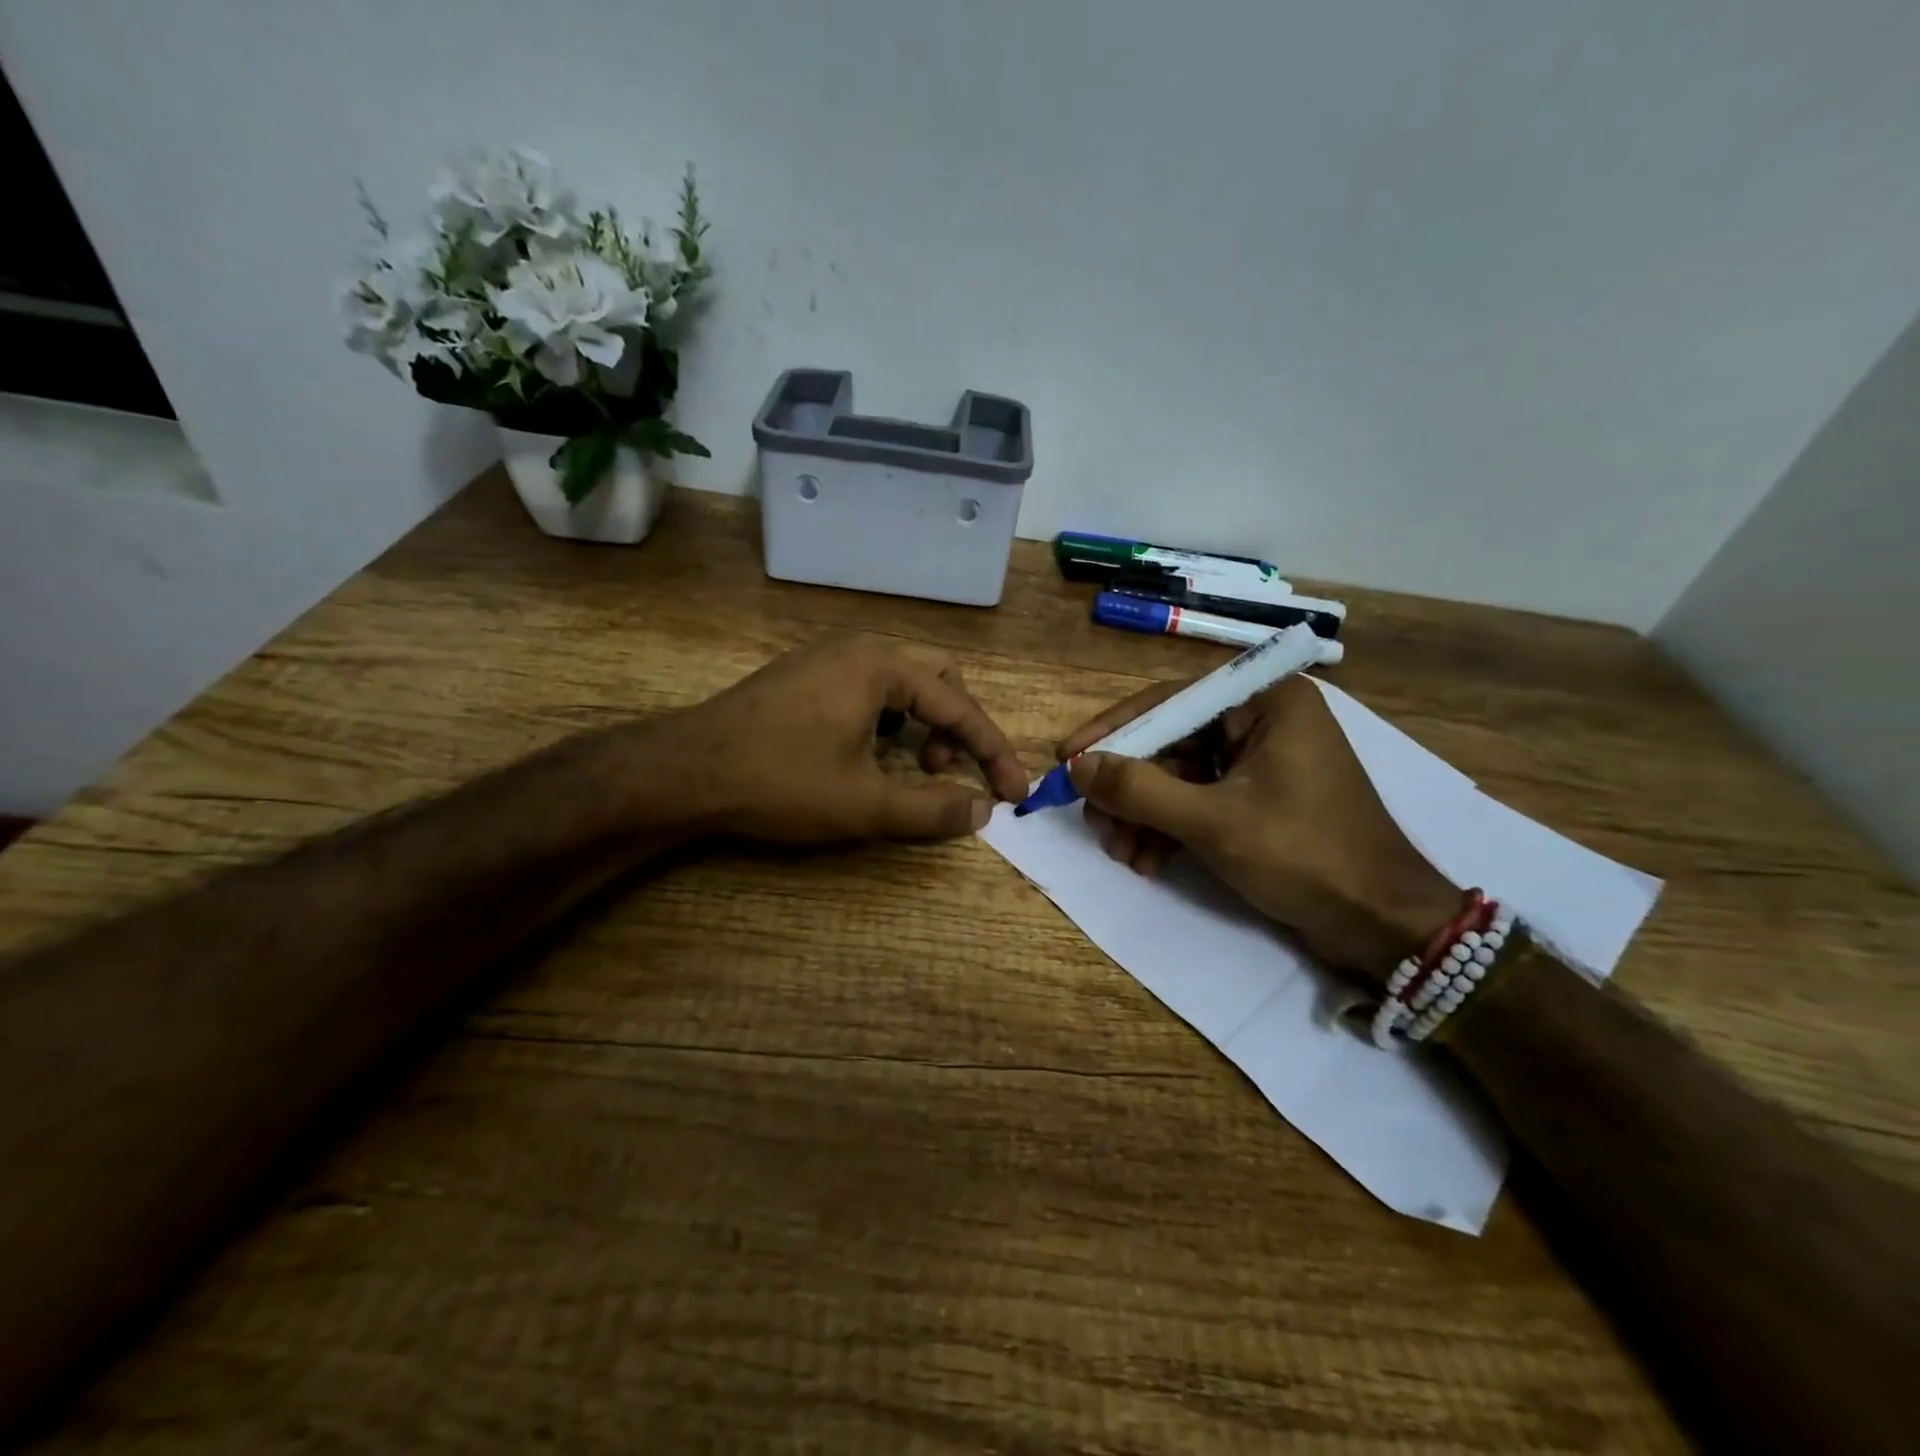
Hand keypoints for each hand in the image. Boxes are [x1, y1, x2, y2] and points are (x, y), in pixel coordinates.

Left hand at [644, 633, 1028, 843]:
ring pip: (902, 680)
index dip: (993, 753)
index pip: (959, 706)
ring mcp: (827, 656)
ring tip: (914, 766)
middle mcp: (859, 647)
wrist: (683, 772)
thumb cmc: (780, 782)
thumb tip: (982, 810)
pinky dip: (890, 717)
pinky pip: (869, 686)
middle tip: (950, 771)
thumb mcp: (864, 805)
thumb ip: (932, 808)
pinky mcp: (804, 674)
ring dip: (923, 722)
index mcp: (881, 665)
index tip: (1016, 793)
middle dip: (958, 726)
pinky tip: (872, 752)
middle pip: (938, 677)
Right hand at [1058, 676, 1459, 985]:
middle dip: (1130, 788)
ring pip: (1180, 775)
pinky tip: (1150, 862)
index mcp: (1266, 701)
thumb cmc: (1306, 858)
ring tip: (1123, 855)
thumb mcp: (1212, 823)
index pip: (1169, 701)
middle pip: (1171, 741)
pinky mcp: (1261, 796)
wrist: (1385, 925)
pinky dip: (1171, 828)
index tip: (1066, 758)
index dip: (1112, 731)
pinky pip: (1199, 799)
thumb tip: (1076, 766)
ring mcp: (1264, 759)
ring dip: (1145, 815)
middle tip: (1096, 823)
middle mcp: (1264, 719)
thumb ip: (1139, 790)